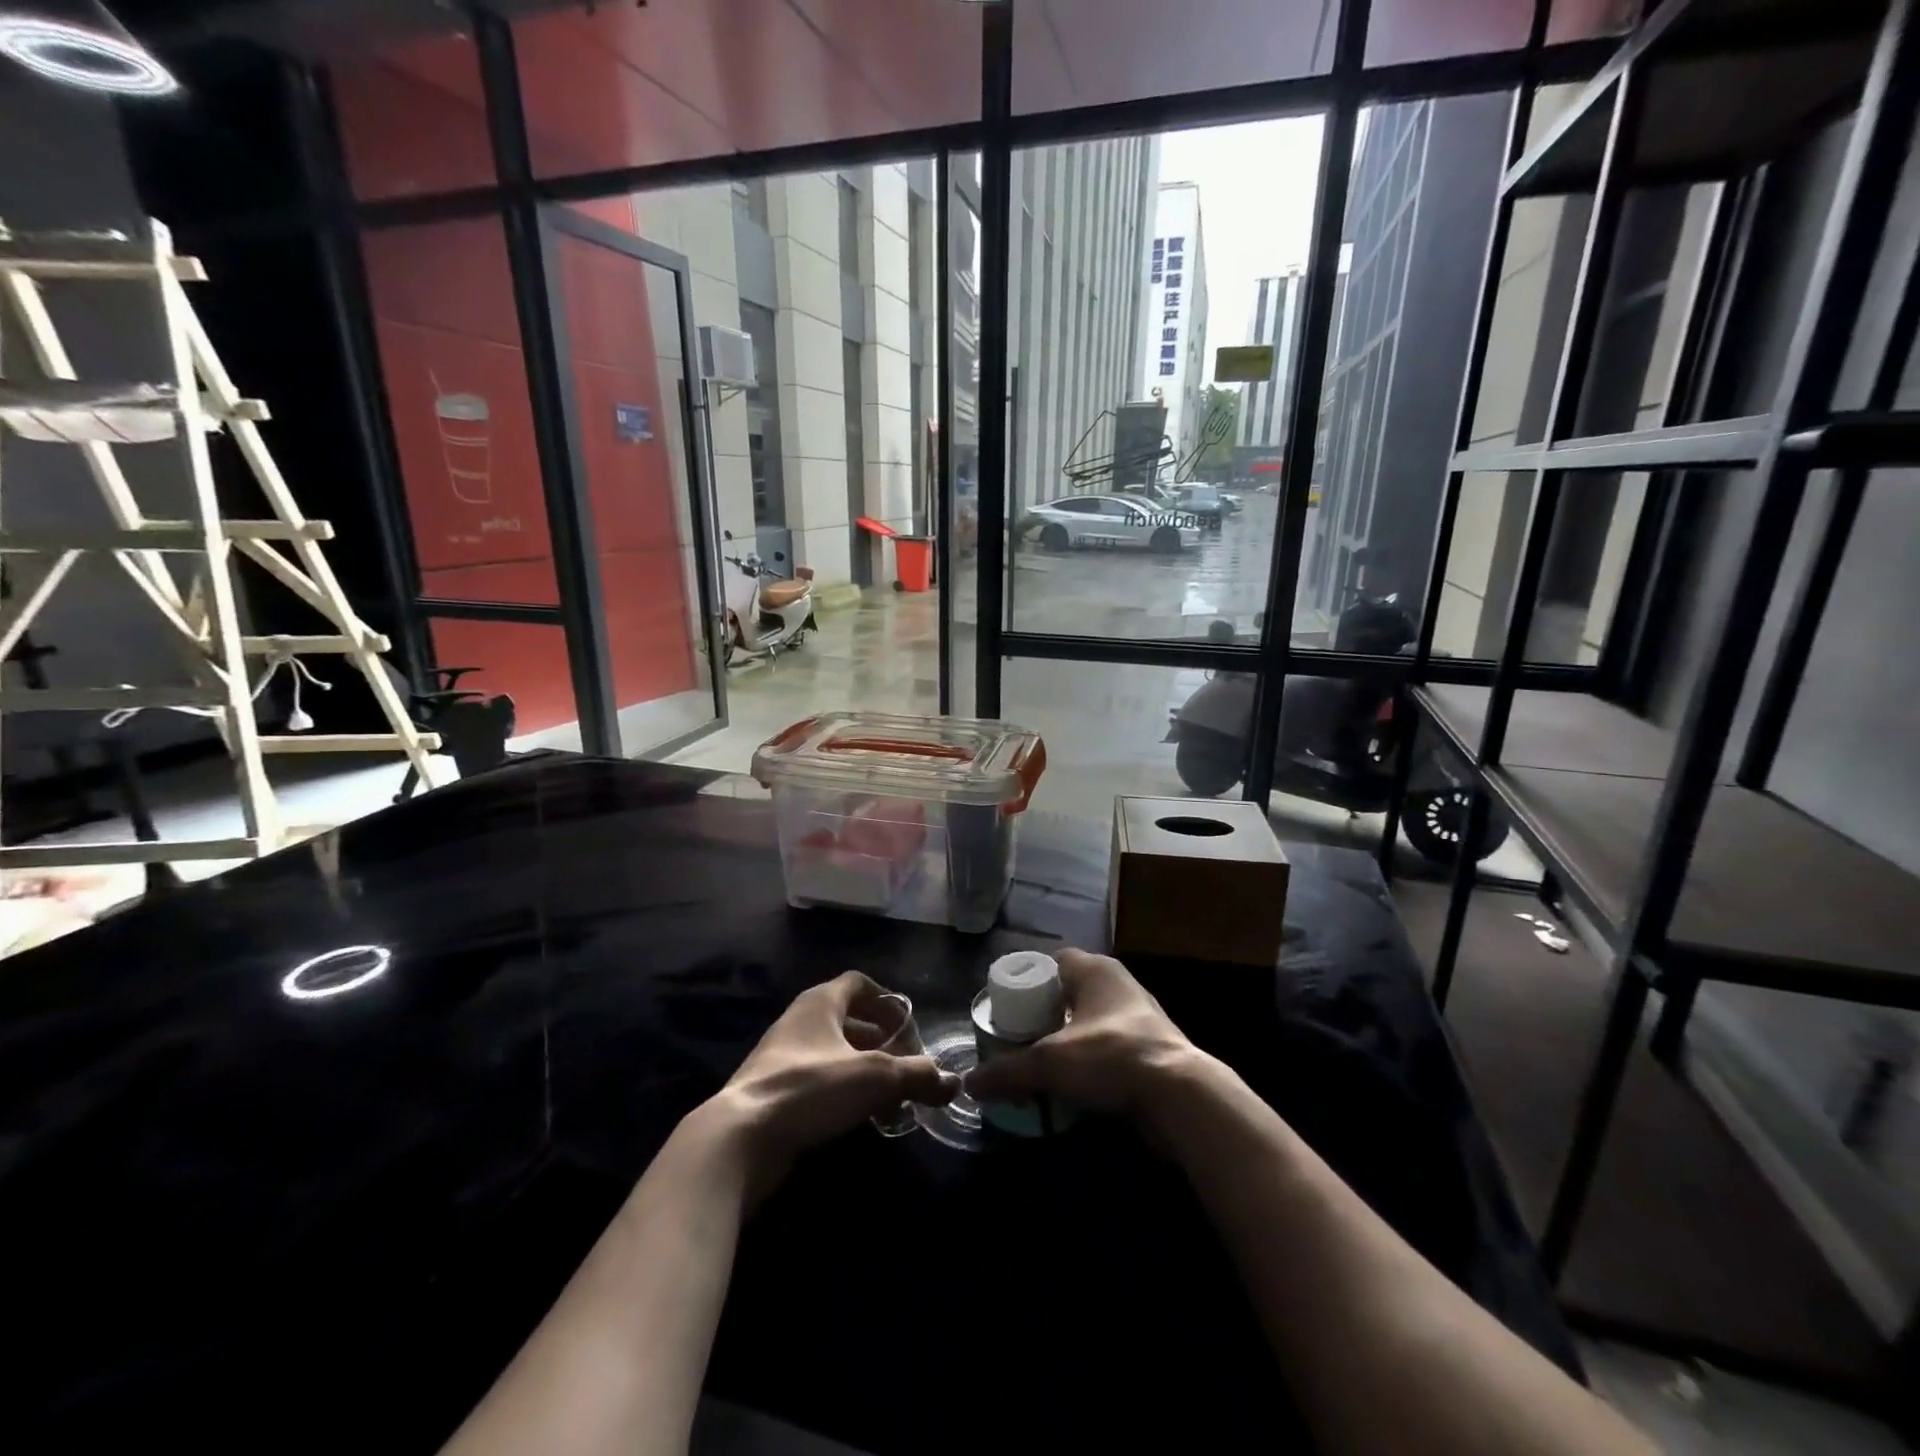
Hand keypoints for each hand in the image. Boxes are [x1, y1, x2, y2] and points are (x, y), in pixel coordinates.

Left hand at [706, 971, 957, 1198]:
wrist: (740, 1137)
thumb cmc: (811, 1088)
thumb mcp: (875, 1078)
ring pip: (836, 1055)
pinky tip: (862, 1120)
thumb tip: (954, 1083)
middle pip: (850, 1022)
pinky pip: (820, 1082)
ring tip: (893, 1101)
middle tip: (908, 1070)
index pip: (859, 984)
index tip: (909, 1028)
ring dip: (866, 1073)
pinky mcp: (774, 1092)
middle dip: (883, 1045)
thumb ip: (918, 1076)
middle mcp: (800, 1021)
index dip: (888, 1001)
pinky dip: (845, 1093)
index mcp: (821, 1002)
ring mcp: (783, 1057)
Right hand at [963, 949, 1199, 1117]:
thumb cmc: (1111, 1056)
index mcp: (1095, 970)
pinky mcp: (1150, 1049)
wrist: (1180, 1096)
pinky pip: (1107, 1048)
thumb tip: (970, 1084)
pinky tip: (1070, 1084)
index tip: (1005, 1006)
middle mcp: (1117, 984)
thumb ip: (1008, 1070)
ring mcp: (1138, 1016)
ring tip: (1038, 1063)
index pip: (1052, 961)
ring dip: (1066, 1039)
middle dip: (1043, 1014)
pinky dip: (1088, 1061)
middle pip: (1068, 992)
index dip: (1026, 979)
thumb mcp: (1050, 1062)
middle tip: (1016, 1037)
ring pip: (1089, 1021)